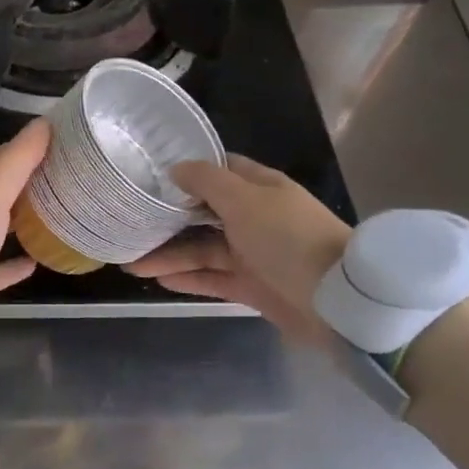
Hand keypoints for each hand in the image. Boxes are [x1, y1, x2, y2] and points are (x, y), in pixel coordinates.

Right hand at [127, 156, 349, 343]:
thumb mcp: (245, 200)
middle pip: (204, 214)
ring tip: (131, 263)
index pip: (220, 170)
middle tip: (131, 224)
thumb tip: (176, 168)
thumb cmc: (289, 238)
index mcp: (260, 189)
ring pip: (203, 250)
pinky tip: (158, 279)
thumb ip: (207, 182)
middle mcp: (255, 218)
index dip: (187, 171)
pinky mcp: (252, 287)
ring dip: (170, 254)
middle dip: (168, 219)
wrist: (337, 301)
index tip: (150, 175)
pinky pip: (212, 279)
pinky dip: (188, 278)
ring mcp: (254, 254)